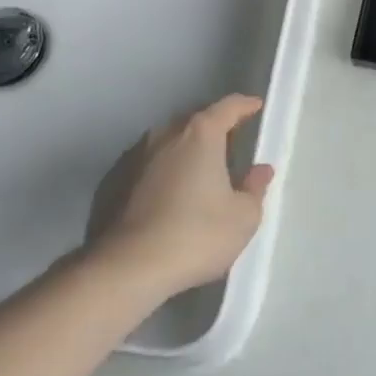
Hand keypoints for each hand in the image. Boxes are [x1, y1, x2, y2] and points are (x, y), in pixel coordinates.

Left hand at [88, 94, 274, 295]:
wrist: (127, 269)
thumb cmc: (196, 235)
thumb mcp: (243, 217)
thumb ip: (255, 188)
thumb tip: (260, 170)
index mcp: (201, 134)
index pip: (228, 107)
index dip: (245, 106)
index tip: (256, 107)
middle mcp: (166, 135)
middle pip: (197, 122)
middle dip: (215, 129)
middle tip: (232, 145)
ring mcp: (137, 157)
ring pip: (170, 143)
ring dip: (187, 151)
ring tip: (202, 172)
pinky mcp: (115, 183)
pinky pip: (151, 166)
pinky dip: (166, 171)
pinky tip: (173, 195)